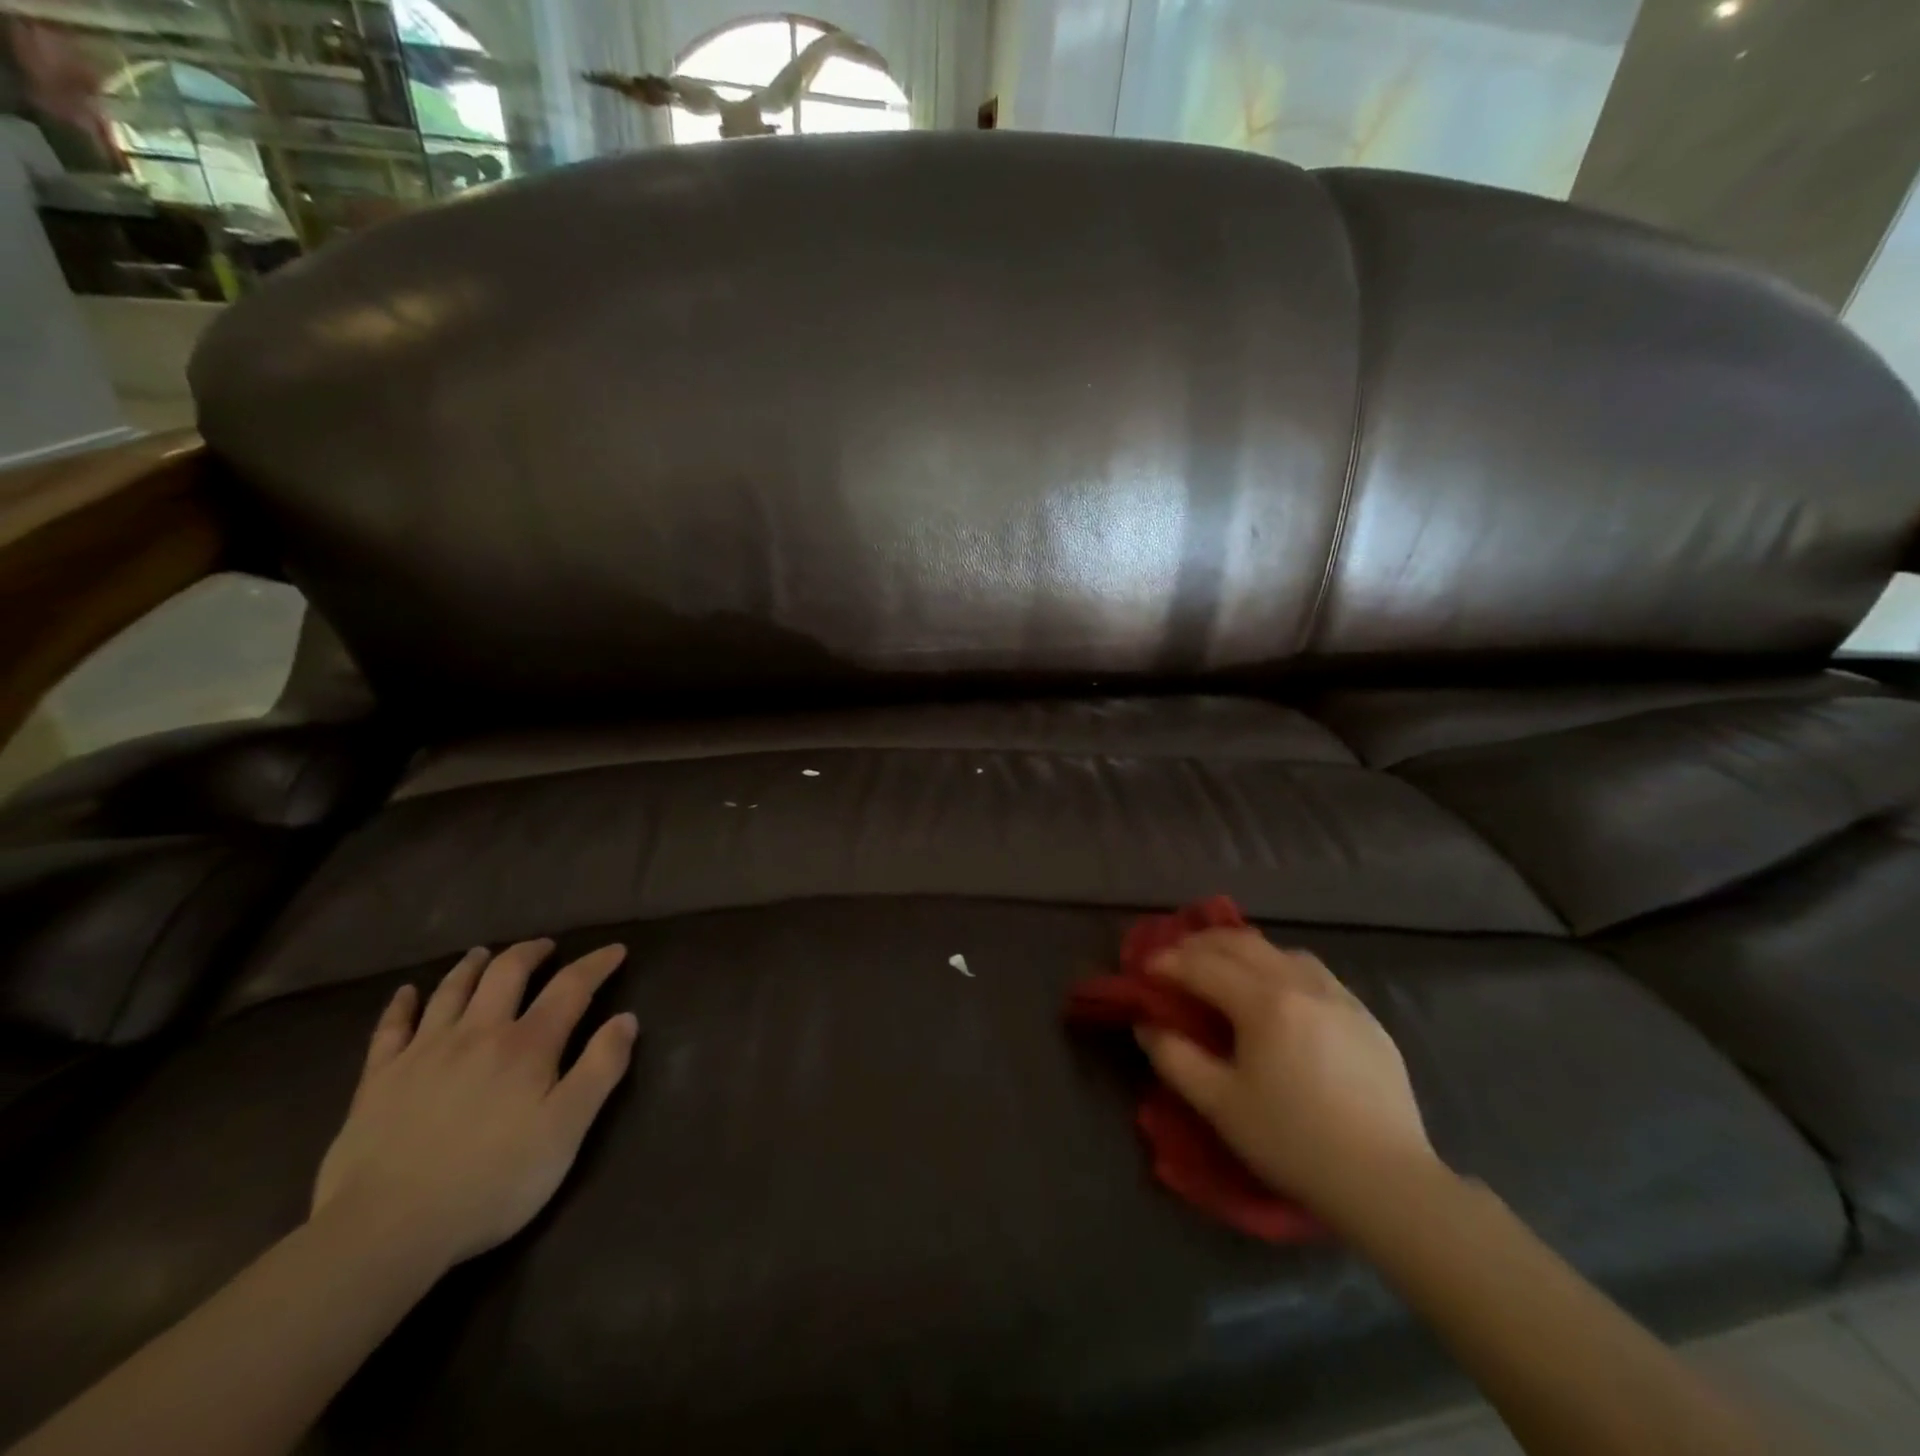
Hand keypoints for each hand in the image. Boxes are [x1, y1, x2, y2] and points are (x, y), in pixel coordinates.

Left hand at [311, 940, 637, 1275]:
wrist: (384, 1230)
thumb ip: (601, 1069)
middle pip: (507, 973)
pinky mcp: (378, 1081)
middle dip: (531, 953)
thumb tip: (626, 1018)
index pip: (571, 987)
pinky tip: (406, 993)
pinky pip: (390, 1028)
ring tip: (484, 953)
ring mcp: (423, 1053)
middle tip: (546, 947)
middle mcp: (478, 1033)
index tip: (616, 950)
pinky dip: (402, 1004)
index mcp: (527, 1045)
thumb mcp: (566, 1131)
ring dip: (472, 966)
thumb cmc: (491, 1182)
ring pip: (452, 991)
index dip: (596, 964)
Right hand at [1137, 929, 1437, 1223]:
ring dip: (1242, 950)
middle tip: (1175, 958)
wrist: (1387, 1181)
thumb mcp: (1220, 1105)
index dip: (1168, 963)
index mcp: (1263, 1002)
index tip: (1145, 970)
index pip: (1203, 965)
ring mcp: (1338, 995)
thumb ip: (1175, 1058)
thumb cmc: (1293, 1142)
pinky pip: (1312, 972)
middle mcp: (1300, 984)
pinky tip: (1278, 993)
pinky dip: (1280, 967)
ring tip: (1224, 968)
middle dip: (1200, 944)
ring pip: (1279, 950)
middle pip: (1241, 943)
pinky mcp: (1364, 1015)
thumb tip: (1148, 1025)